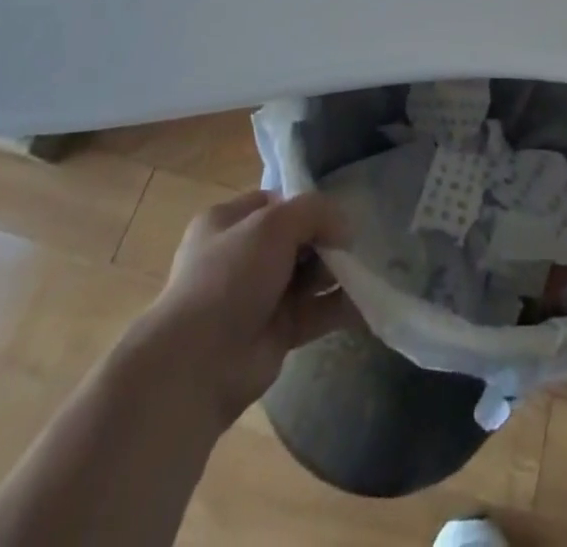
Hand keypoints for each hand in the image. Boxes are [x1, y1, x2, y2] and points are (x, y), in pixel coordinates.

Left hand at [143, 190, 356, 430]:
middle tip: (356, 242)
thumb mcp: (274, 223)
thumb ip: (315, 212)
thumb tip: (345, 228)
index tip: (338, 211)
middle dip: (327, 240)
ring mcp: (259, 296)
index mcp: (228, 223)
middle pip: (297, 239)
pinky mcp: (277, 332)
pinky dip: (340, 306)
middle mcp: (242, 257)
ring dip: (337, 272)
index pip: (275, 202)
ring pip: (308, 275)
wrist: (198, 364)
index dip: (306, 205)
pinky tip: (368, 300)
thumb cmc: (230, 276)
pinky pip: (316, 311)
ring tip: (369, 267)